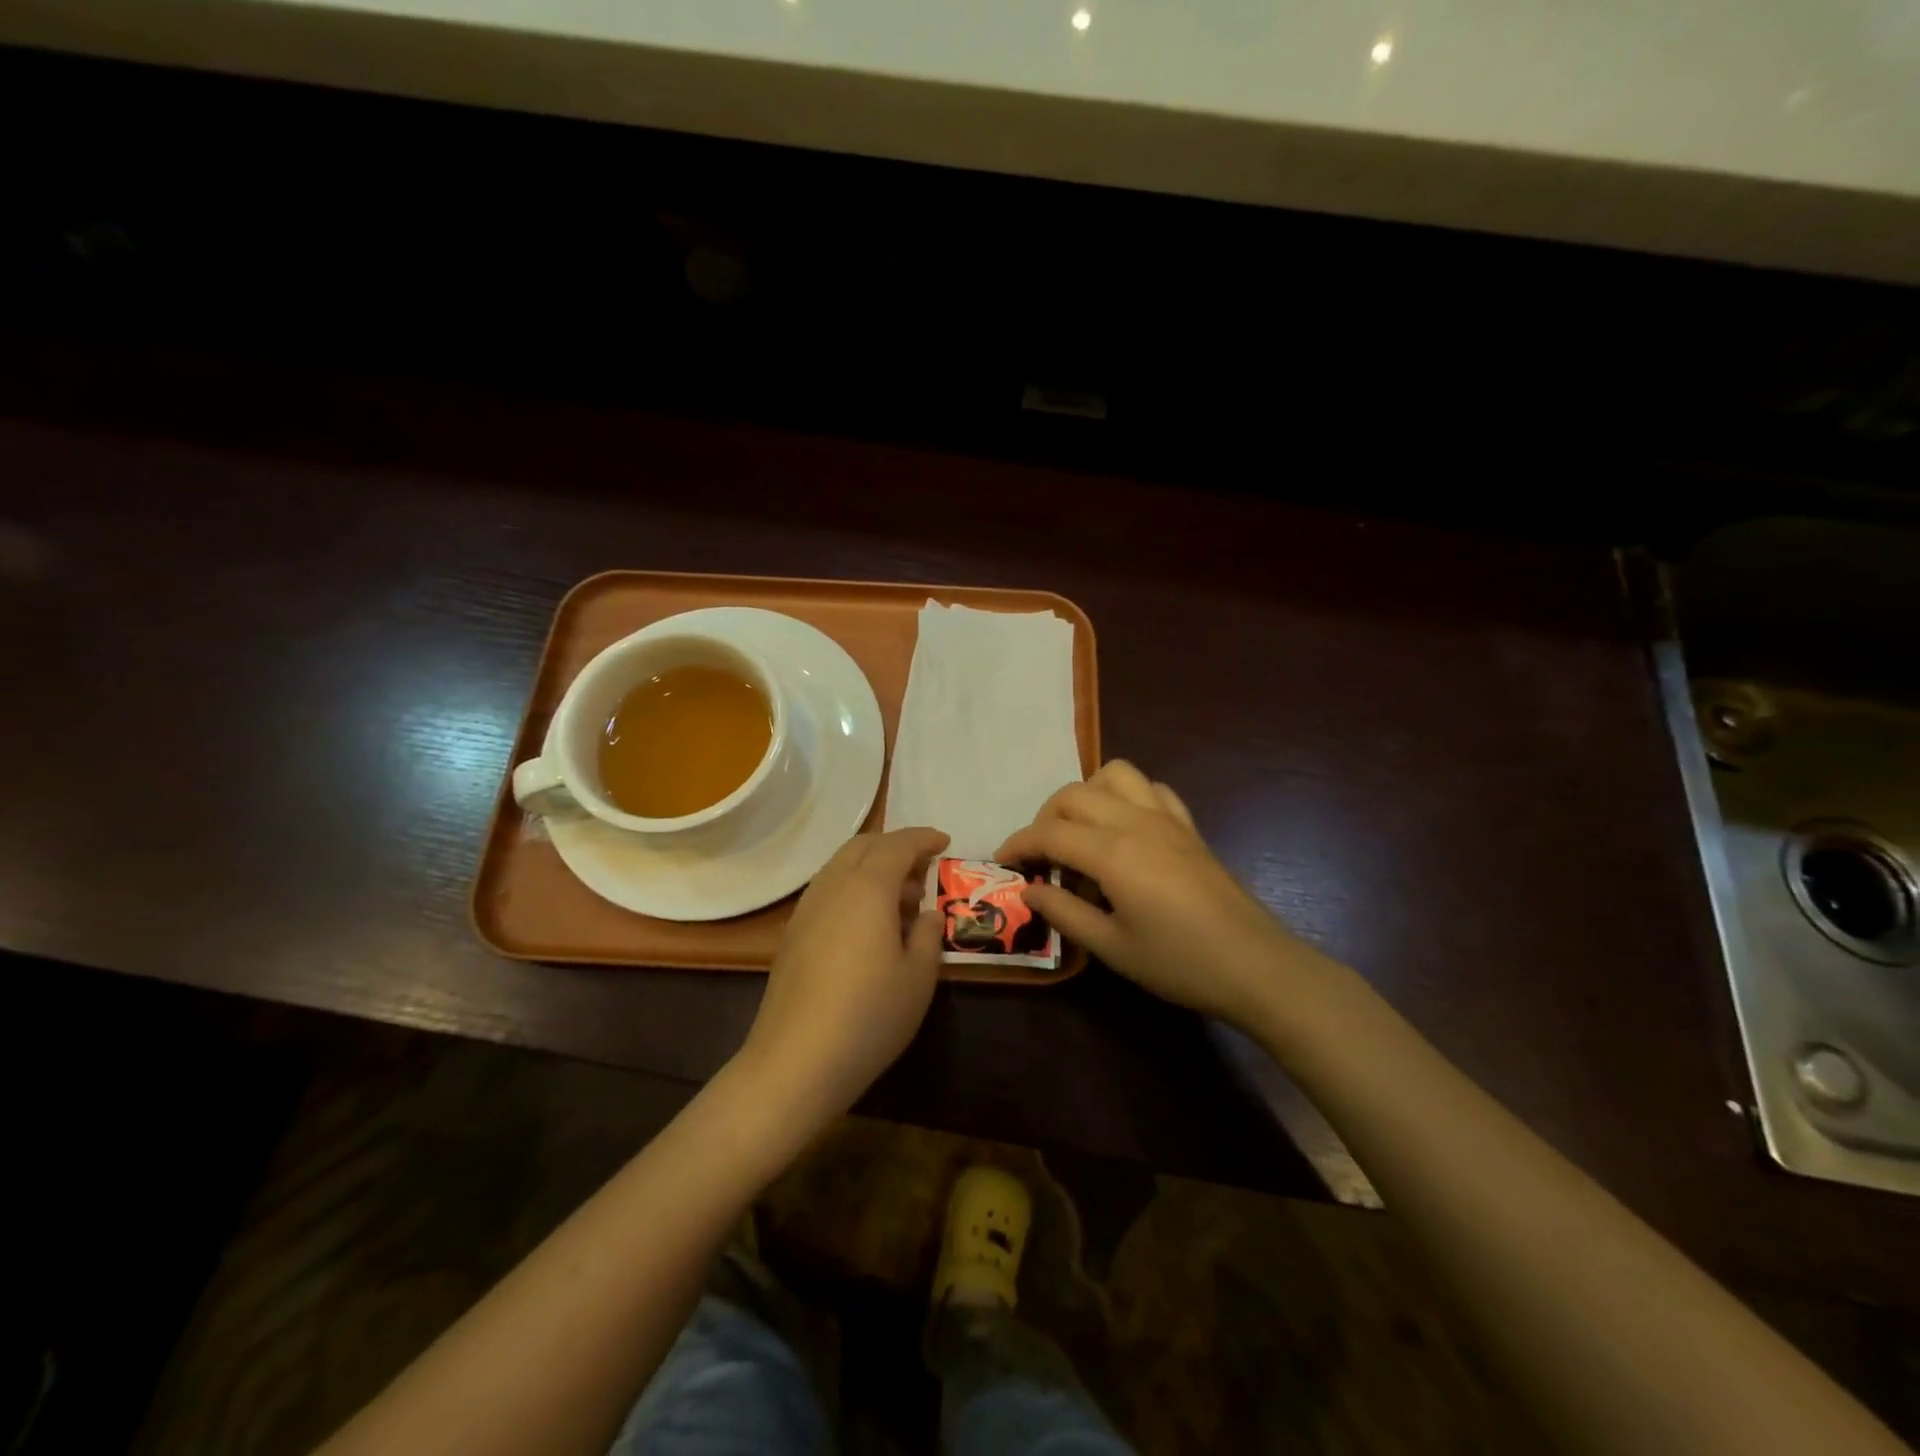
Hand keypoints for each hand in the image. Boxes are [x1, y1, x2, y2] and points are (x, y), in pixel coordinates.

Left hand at [738, 827, 949, 1128]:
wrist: (796, 1060)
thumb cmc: (869, 1015)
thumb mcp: (918, 977)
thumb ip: (926, 935)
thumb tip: (927, 914)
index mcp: (867, 887)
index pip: (897, 845)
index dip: (923, 838)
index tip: (944, 841)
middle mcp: (833, 886)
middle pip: (863, 846)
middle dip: (895, 846)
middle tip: (924, 867)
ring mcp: (807, 909)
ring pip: (841, 866)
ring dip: (872, 867)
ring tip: (901, 898)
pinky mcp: (793, 934)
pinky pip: (828, 889)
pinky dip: (853, 887)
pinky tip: (868, 922)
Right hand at [996, 761, 1300, 1027]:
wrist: (1254, 964)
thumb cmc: (1178, 962)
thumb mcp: (1111, 947)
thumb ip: (1064, 912)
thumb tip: (1028, 890)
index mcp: (1111, 852)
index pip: (1049, 833)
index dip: (1019, 844)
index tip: (1003, 862)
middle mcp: (1135, 821)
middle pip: (1073, 794)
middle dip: (1045, 818)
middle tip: (1039, 856)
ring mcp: (1165, 818)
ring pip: (1114, 774)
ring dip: (1086, 794)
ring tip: (1079, 831)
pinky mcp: (1188, 826)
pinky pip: (1151, 789)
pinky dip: (1127, 796)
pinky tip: (1125, 828)